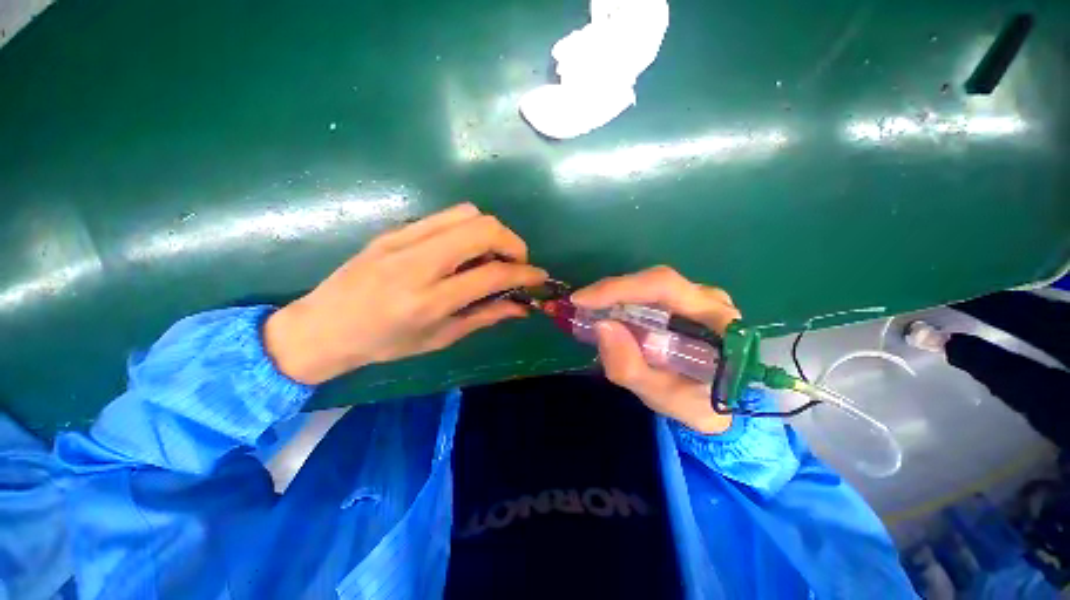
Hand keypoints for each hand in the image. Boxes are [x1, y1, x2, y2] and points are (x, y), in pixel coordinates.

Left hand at [264, 203, 546, 383]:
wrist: (322, 326)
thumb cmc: (383, 344)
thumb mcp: (439, 338)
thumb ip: (485, 317)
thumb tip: (521, 307)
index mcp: (430, 300)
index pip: (492, 273)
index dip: (525, 273)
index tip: (539, 276)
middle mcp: (419, 263)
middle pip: (483, 229)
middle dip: (513, 242)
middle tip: (517, 263)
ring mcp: (404, 240)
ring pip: (467, 213)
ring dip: (492, 231)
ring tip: (493, 255)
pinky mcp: (395, 230)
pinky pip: (445, 217)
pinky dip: (468, 228)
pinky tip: (466, 250)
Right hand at [571, 266, 740, 433]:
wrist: (725, 405)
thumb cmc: (697, 404)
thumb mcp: (662, 397)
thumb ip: (630, 367)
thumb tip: (601, 326)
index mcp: (717, 321)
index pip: (665, 287)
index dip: (620, 289)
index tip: (582, 300)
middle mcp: (709, 300)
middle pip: (655, 281)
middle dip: (612, 292)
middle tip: (581, 306)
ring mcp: (699, 297)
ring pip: (649, 285)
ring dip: (616, 297)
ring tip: (592, 312)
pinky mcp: (686, 300)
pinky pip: (650, 293)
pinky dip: (624, 302)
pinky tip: (610, 314)